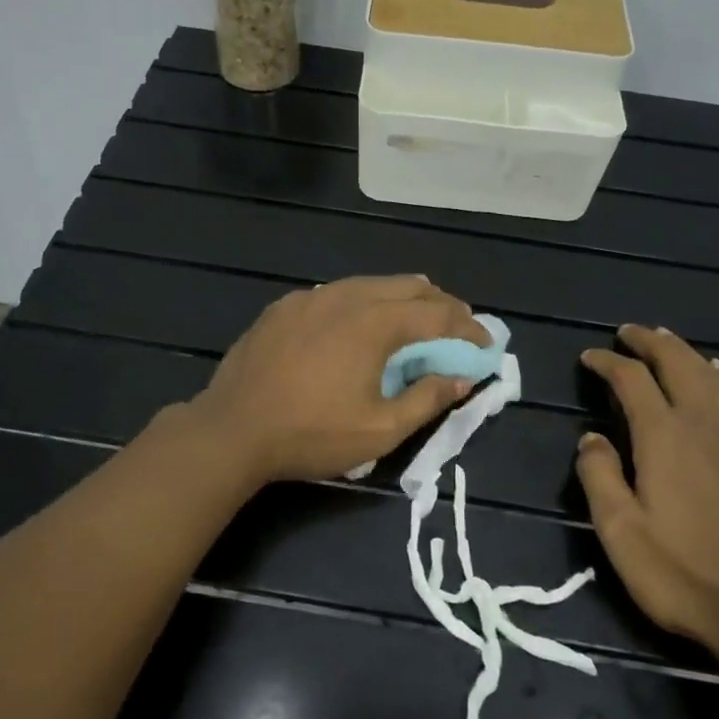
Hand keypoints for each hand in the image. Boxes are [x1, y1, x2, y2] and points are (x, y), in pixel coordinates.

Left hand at [187, 275, 491, 485]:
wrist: (232, 429)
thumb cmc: (311, 434)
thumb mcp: (380, 429)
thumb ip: (427, 399)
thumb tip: (463, 377)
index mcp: (374, 323)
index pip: (437, 315)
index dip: (468, 329)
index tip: (486, 345)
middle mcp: (346, 297)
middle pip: (407, 287)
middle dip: (441, 305)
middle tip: (458, 327)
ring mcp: (311, 297)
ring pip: (370, 284)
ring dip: (402, 299)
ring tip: (417, 318)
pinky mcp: (285, 306)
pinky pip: (336, 293)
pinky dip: (363, 302)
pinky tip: (359, 323)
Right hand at [576, 325, 718, 663]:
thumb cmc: (682, 574)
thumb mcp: (619, 532)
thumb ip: (599, 476)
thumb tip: (590, 437)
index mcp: (664, 437)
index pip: (632, 379)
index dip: (608, 362)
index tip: (589, 358)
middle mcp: (704, 424)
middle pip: (677, 363)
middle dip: (650, 342)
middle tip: (627, 333)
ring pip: (712, 375)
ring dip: (685, 352)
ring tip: (666, 341)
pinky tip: (718, 375)